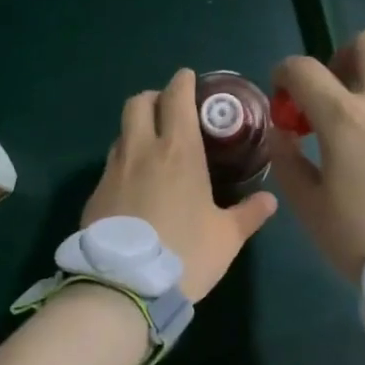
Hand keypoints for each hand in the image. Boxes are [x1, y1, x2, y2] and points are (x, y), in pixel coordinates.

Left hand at [84, 68, 277, 301]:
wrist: (125, 286)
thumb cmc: (186, 254)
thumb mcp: (227, 238)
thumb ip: (249, 214)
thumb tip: (269, 199)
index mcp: (178, 151)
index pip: (176, 98)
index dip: (183, 82)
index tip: (189, 78)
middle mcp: (141, 151)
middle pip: (138, 102)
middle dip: (154, 98)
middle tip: (169, 110)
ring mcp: (113, 171)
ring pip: (122, 132)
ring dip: (137, 130)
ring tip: (154, 149)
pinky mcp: (95, 194)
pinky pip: (111, 165)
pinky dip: (125, 162)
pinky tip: (136, 186)